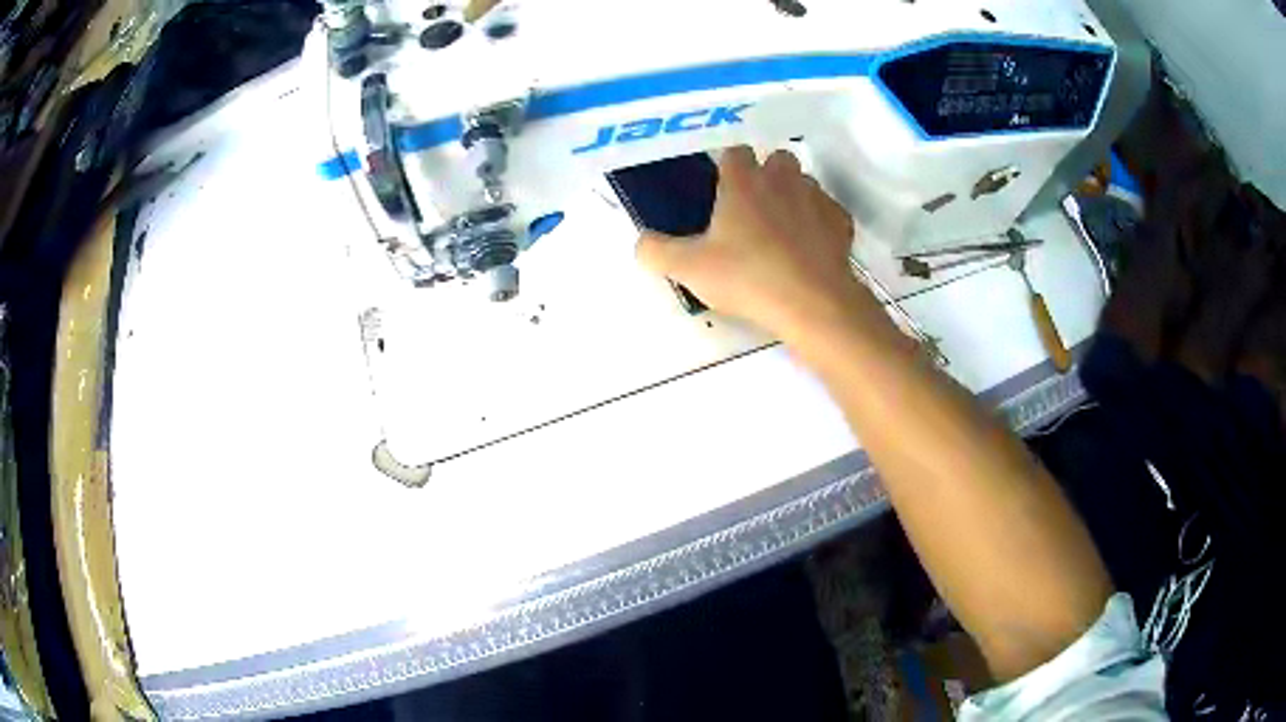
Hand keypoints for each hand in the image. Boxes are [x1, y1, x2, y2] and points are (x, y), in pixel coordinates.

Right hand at [635, 147, 890, 344]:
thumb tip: (641, 243)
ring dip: (793, 195)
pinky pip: (828, 211)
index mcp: (744, 181)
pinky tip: (809, 247)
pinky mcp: (840, 223)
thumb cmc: (747, 277)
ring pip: (804, 183)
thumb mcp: (689, 269)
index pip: (735, 152)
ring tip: (781, 230)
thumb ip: (656, 252)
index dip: (728, 166)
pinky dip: (819, 222)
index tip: (722, 189)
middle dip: (766, 174)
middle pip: (776, 158)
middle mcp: (782, 179)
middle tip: (752, 209)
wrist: (812, 303)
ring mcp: (816, 198)